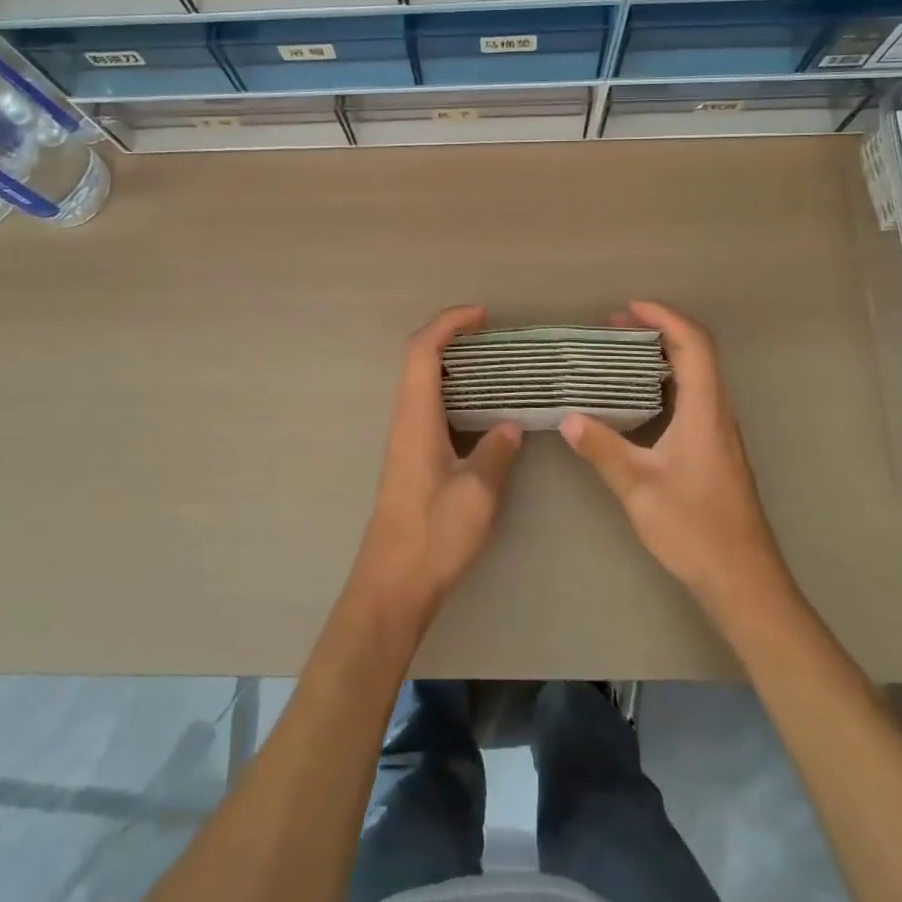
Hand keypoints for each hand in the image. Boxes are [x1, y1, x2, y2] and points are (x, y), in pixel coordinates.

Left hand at [350, 306, 524, 624]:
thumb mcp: (478, 493)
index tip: (482, 316)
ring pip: (422, 383)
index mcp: (416, 418)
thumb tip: (509, 424)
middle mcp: (405, 420)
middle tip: (493, 337)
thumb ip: (496, 451)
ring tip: (494, 365)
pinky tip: (481, 410)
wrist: (393, 584)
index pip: (423, 351)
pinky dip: (452, 391)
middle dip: (452, 337)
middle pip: (419, 359)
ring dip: (452, 364)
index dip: (449, 324)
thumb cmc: (433, 536)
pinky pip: (428, 406)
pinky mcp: (410, 458)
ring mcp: (405, 439)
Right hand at [561, 302, 790, 614]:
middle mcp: (718, 414)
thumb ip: (603, 450)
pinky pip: (693, 397)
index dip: (665, 317)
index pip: (695, 345)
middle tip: (614, 326)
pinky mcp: (715, 450)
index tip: (628, 308)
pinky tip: (636, 398)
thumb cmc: (694, 529)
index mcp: (705, 412)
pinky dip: (665, 381)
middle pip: (697, 353)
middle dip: (657, 330)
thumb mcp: (639, 488)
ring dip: (662, 355)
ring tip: (619, 354)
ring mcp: (719, 432)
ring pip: (696, 375)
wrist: (743, 580)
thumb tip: (568, 418)